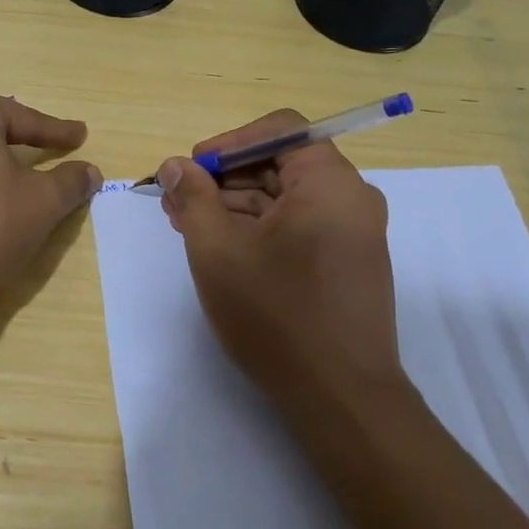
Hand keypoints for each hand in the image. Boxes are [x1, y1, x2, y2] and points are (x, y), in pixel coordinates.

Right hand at [157, 110, 405, 412]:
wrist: (340, 399)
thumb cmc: (276, 315)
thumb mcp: (217, 250)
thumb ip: (193, 198)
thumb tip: (175, 166)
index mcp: (330, 183)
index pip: (281, 129)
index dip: (229, 142)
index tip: (193, 169)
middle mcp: (351, 199)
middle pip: (281, 163)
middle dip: (224, 177)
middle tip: (178, 201)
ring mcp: (353, 233)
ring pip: (286, 197)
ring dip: (235, 204)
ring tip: (188, 226)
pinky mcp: (346, 263)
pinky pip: (298, 225)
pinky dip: (259, 228)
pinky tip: (222, 248)